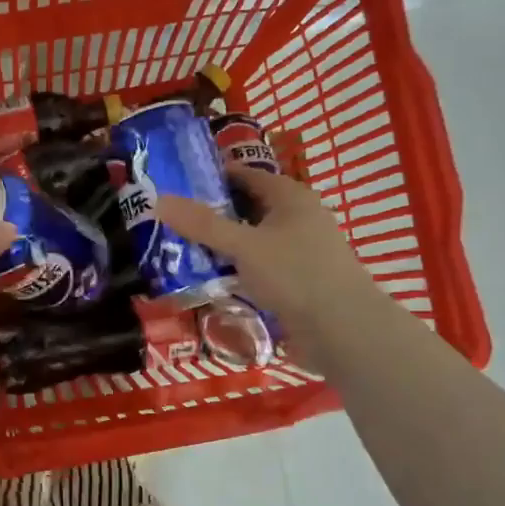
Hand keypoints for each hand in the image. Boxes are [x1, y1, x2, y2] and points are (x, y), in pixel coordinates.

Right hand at [158, 168, 382, 347]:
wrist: (344, 330)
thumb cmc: (295, 275)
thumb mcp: (243, 246)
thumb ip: (202, 224)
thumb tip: (159, 199)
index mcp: (290, 197)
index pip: (244, 174)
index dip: (211, 178)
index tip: (175, 187)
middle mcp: (298, 217)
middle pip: (247, 207)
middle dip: (212, 214)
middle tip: (172, 221)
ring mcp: (300, 250)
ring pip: (253, 238)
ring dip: (223, 244)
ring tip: (183, 250)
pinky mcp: (298, 279)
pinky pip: (260, 264)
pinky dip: (238, 267)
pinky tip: (213, 279)